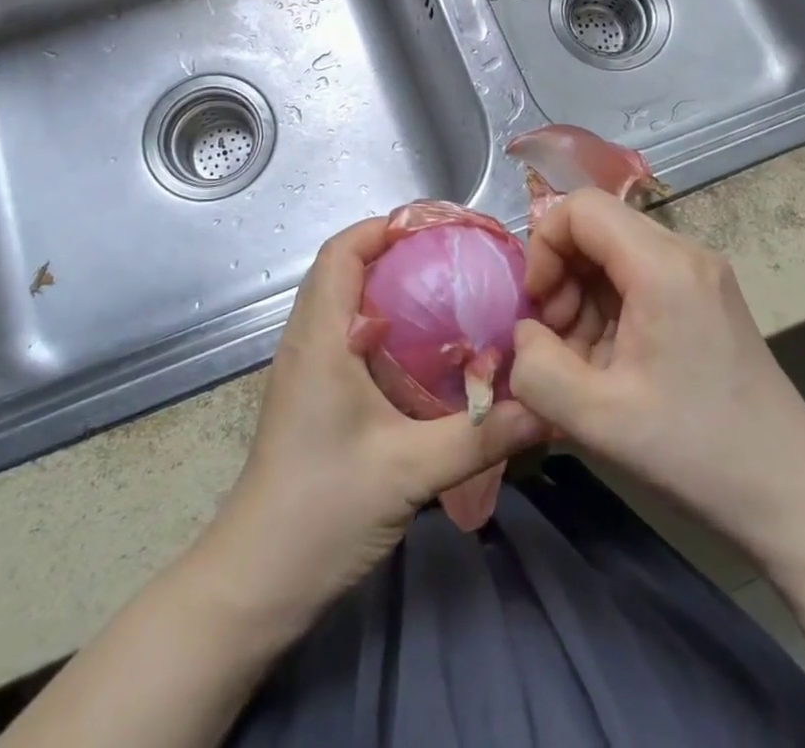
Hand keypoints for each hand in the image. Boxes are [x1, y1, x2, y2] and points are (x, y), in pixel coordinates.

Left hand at [202, 218, 546, 628]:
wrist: (258, 577)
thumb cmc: (324, 508)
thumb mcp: (411, 470)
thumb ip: (481, 435)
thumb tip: (546, 405)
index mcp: (321, 337)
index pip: (341, 252)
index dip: (383, 228)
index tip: (437, 228)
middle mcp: (306, 340)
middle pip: (342, 268)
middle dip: (393, 251)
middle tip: (452, 257)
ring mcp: (303, 367)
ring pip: (341, 300)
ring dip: (385, 284)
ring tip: (444, 291)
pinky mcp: (309, 393)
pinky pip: (343, 333)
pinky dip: (379, 321)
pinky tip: (421, 349)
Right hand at [508, 191, 804, 570]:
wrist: (798, 501)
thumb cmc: (697, 454)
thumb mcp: (597, 420)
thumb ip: (535, 368)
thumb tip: (524, 333)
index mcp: (662, 265)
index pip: (580, 208)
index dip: (543, 247)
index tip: (537, 308)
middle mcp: (685, 253)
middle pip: (597, 228)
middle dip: (561, 277)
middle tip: (557, 341)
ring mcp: (701, 275)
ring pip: (614, 255)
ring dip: (583, 299)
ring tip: (584, 363)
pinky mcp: (707, 300)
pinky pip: (639, 280)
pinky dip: (610, 312)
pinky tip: (613, 367)